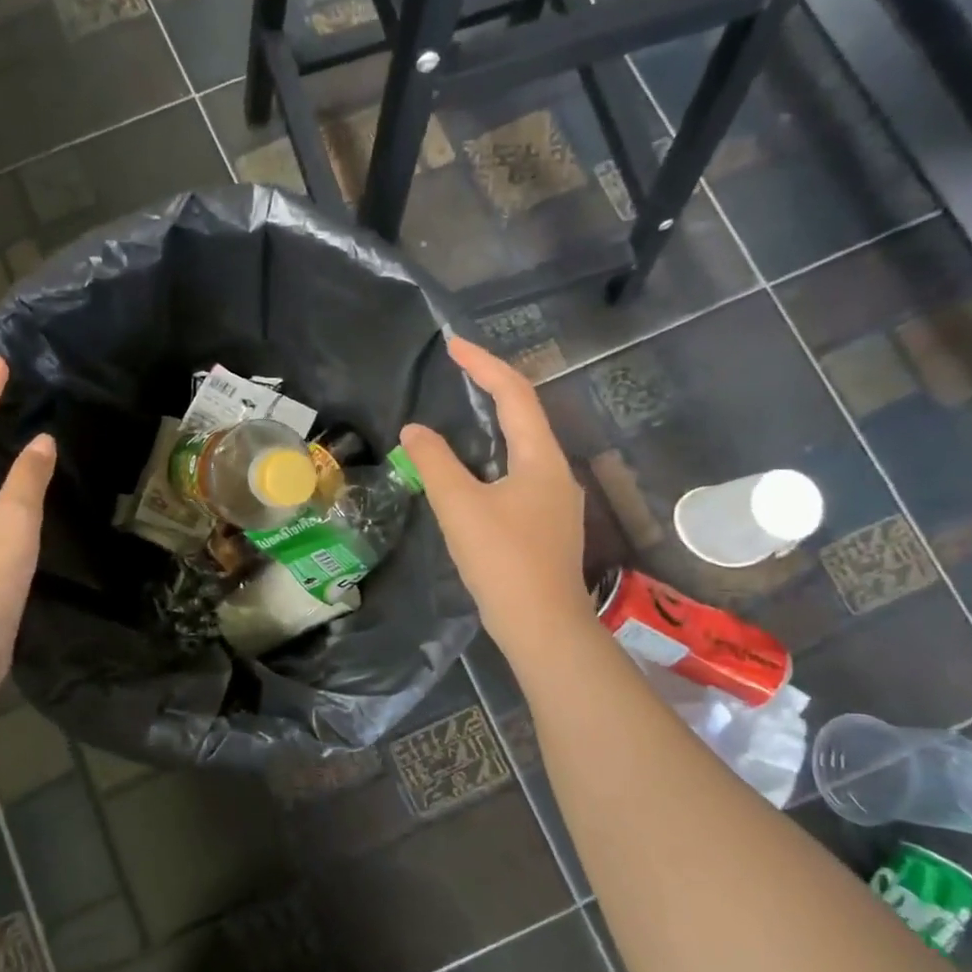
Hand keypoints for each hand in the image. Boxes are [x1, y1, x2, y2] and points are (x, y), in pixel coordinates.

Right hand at [401, 338, 592, 663]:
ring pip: (523, 449)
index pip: (515, 394)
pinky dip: (494, 460)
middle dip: (491, 389)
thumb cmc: (503, 560)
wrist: (542, 626)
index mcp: (541, 459)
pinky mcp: (547, 526)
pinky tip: (474, 475)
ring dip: (494, 426)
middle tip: (457, 374)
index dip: (484, 365)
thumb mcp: (459, 506)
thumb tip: (415, 430)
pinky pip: (520, 477)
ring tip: (462, 416)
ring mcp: (557, 502)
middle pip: (525, 417)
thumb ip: (434, 463)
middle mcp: (557, 473)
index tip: (453, 346)